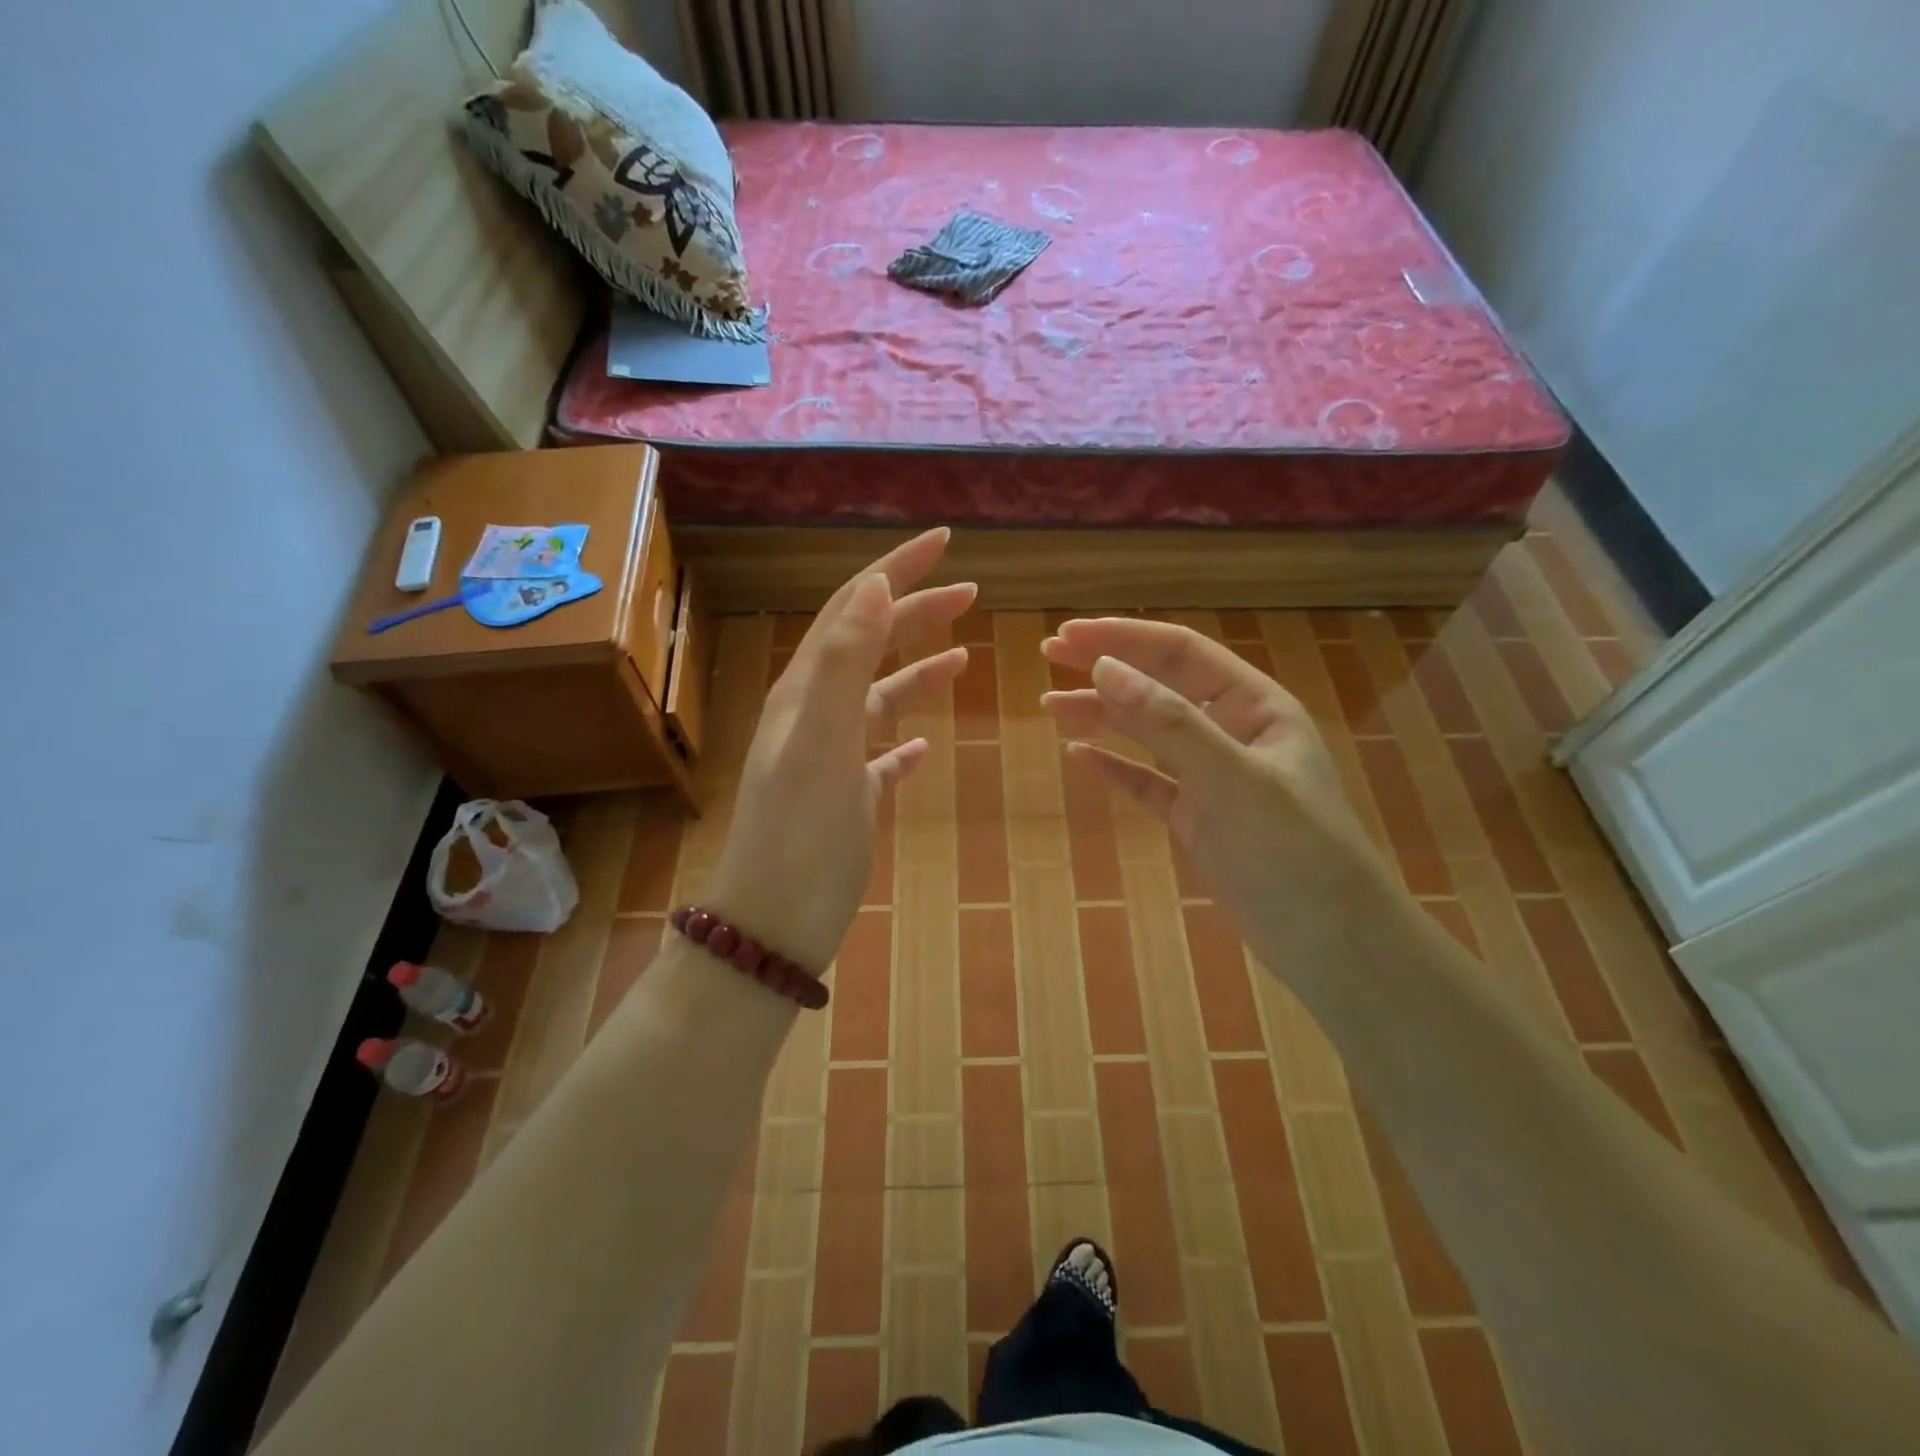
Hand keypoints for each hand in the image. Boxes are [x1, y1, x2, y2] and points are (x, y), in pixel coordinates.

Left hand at [706, 529, 974, 971]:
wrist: (774, 922)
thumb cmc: (801, 832)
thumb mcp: (821, 739)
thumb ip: (844, 661)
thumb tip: (874, 585)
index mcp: (808, 690)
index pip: (855, 607)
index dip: (898, 569)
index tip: (945, 541)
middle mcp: (816, 714)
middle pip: (869, 644)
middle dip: (916, 611)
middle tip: (970, 592)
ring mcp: (831, 758)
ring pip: (878, 697)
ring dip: (916, 669)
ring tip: (961, 656)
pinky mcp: (847, 799)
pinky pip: (879, 755)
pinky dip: (904, 740)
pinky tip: (924, 746)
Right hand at [1041, 618, 1395, 975]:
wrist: (1331, 945)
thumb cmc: (1296, 853)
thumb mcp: (1234, 781)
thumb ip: (1170, 724)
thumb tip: (1103, 668)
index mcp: (1255, 707)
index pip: (1181, 654)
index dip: (1124, 638)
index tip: (1069, 635)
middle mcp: (1232, 733)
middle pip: (1159, 686)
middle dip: (1105, 668)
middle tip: (1048, 656)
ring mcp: (1212, 777)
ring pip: (1147, 733)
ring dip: (1101, 716)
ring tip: (1051, 706)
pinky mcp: (1197, 818)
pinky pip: (1146, 782)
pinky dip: (1114, 768)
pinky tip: (1080, 758)